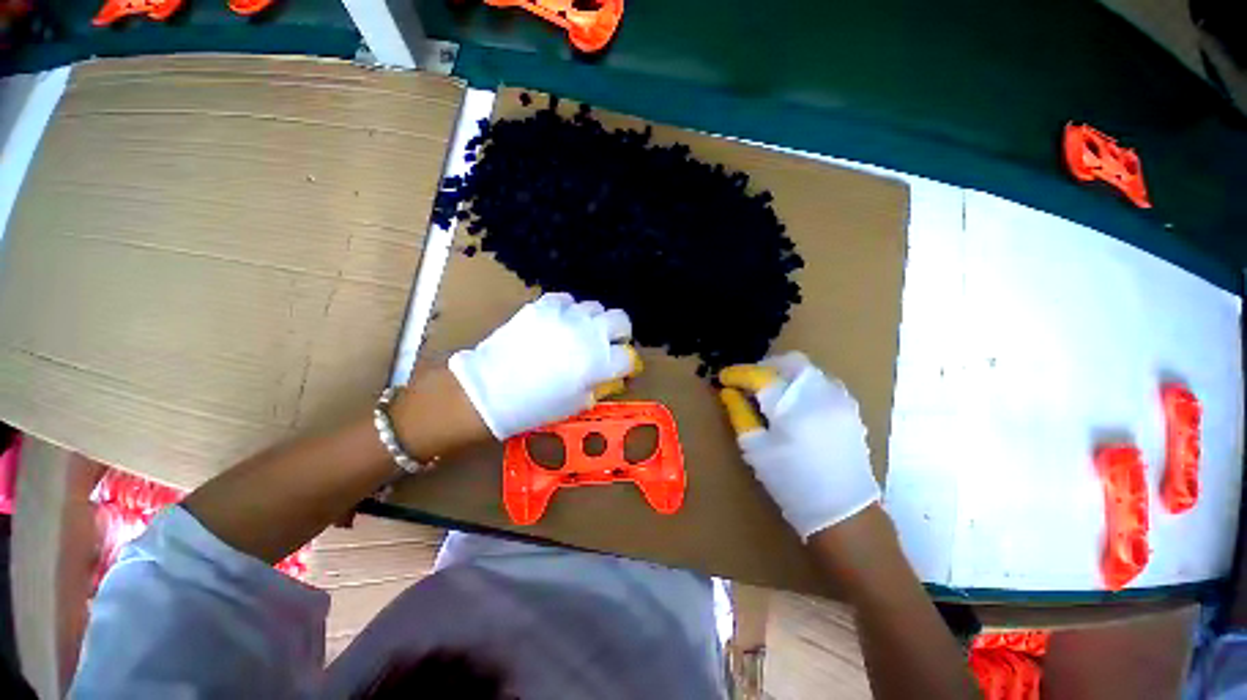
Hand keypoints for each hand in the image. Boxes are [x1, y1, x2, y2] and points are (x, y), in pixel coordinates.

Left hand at [449, 292, 639, 438]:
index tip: (620, 369)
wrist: (490, 390)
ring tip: (580, 332)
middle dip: (620, 333)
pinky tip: (559, 322)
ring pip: (595, 306)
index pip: (629, 357)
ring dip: (594, 321)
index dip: (627, 364)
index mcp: (600, 362)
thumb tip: (612, 376)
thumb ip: (600, 386)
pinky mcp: (544, 305)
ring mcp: (567, 315)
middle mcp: (590, 333)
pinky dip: (568, 310)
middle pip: (622, 320)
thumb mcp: (577, 404)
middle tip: (607, 344)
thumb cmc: (536, 406)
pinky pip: (567, 299)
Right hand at [718, 351, 879, 539]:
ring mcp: (839, 398)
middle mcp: (820, 392)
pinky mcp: (850, 407)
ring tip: (768, 392)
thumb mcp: (756, 449)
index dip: (738, 373)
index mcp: (793, 404)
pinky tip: (793, 402)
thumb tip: (728, 391)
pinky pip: (821, 381)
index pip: (760, 375)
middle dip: (763, 367)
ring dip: (783, 373)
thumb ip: (739, 413)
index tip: (722, 378)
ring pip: (806, 369)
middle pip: (788, 362)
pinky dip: (801, 383)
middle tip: (746, 382)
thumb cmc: (792, 482)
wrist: (844, 512)